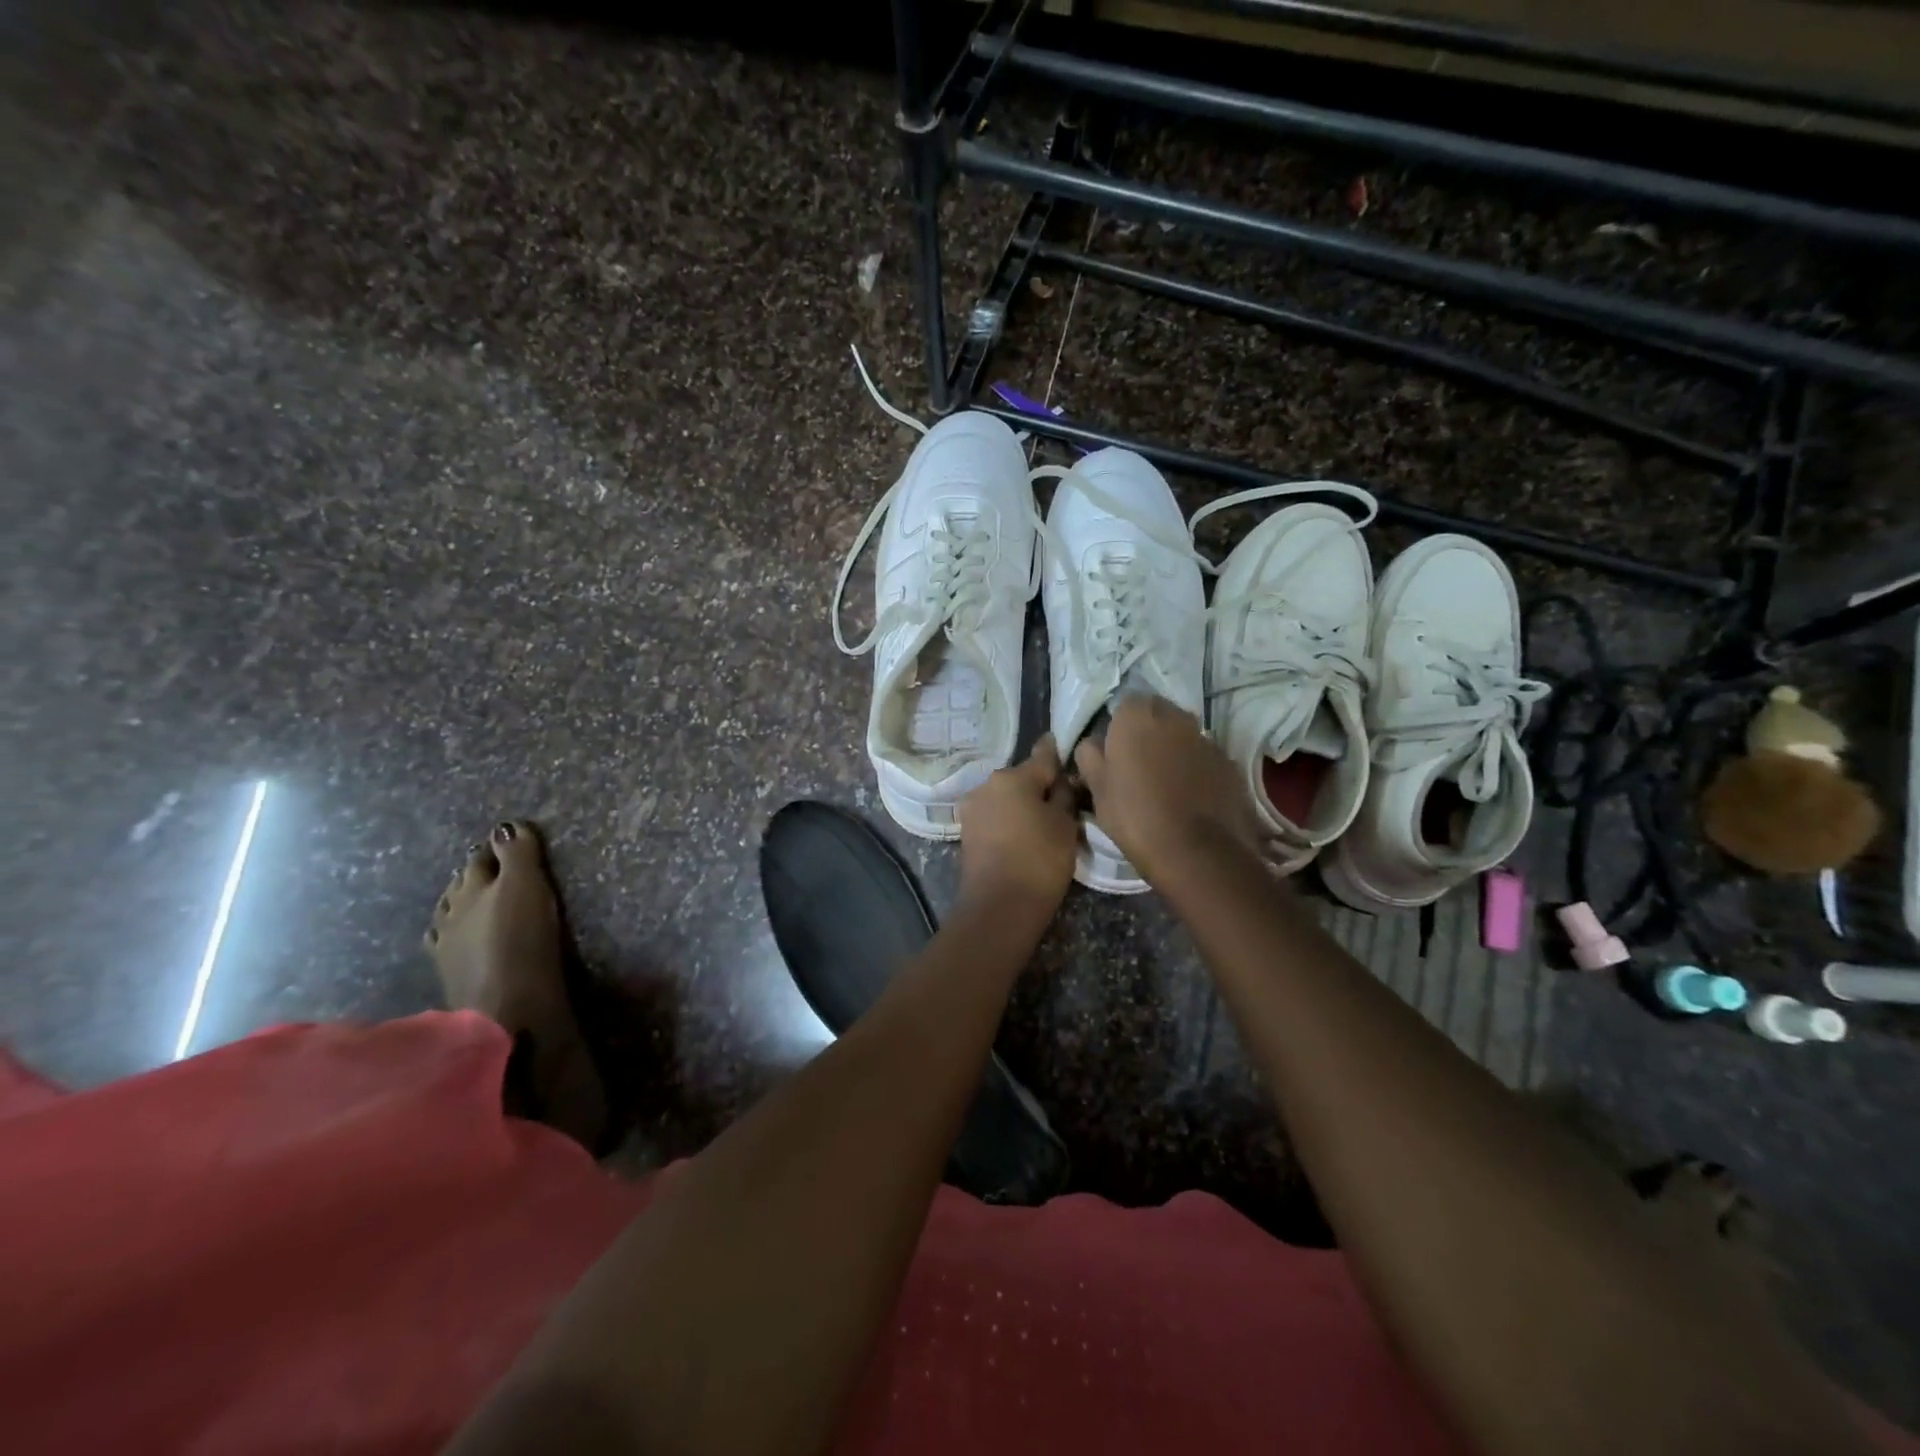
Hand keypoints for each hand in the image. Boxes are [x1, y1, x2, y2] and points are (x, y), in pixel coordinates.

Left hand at [957, 736, 1078, 917]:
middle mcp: (986, 785)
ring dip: (1021, 804)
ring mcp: (972, 808)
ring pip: (1005, 797)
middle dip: (1038, 786)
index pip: (1042, 757)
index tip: (1061, 745)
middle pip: (1021, 778)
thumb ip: (1063, 795)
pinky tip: (1022, 836)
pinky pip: (994, 816)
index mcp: (1012, 777)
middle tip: (1060, 802)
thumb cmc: (1040, 860)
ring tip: (1041, 824)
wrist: (999, 906)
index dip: (1056, 753)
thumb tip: (1059, 781)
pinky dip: (1008, 821)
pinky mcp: (966, 832)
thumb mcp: (1065, 825)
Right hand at [1073, 695, 1259, 883]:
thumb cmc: (1135, 815)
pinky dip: (1196, 769)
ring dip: (1173, 750)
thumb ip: (1090, 756)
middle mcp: (1176, 716)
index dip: (1119, 727)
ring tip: (1164, 784)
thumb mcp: (1097, 788)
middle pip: (1157, 714)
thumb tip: (1093, 743)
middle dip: (1148, 733)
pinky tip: (1189, 797)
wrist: (1196, 852)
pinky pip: (1204, 758)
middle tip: (1137, 766)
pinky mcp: (1229, 763)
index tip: (1114, 752)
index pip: (1125, 704)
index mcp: (1138, 716)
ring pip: (1183, 736)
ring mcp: (1206, 739)